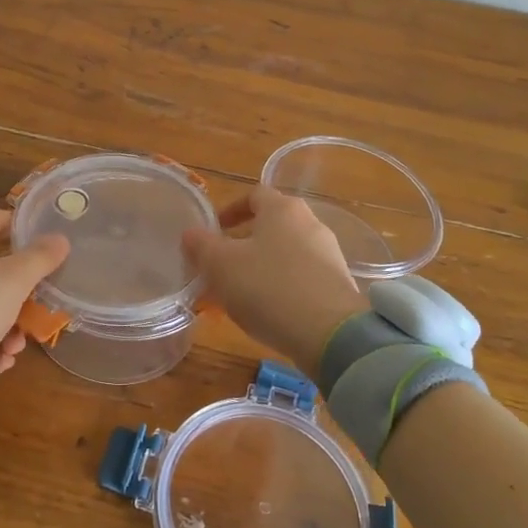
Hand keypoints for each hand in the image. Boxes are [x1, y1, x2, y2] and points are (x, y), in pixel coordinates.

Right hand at [181, 186, 365, 378]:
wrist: (330, 333)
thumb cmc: (268, 288)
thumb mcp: (221, 266)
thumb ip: (201, 245)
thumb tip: (191, 233)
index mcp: (282, 209)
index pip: (254, 195)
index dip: (230, 210)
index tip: (213, 229)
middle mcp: (310, 222)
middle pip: (272, 224)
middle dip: (244, 241)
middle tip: (222, 264)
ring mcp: (328, 253)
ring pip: (286, 251)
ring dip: (262, 265)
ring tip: (241, 292)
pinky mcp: (337, 283)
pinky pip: (302, 276)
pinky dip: (282, 285)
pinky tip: (269, 310)